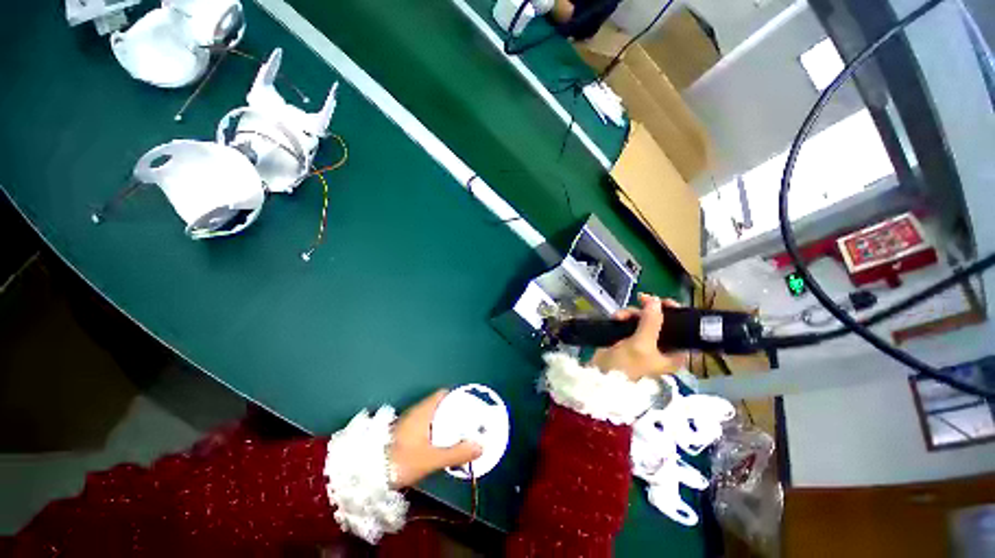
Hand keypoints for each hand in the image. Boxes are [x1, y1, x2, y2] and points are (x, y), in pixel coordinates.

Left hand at [389, 390, 482, 487]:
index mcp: (423, 411)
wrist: (363, 476)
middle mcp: (415, 413)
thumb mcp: (431, 459)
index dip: (458, 397)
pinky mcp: (401, 436)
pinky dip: (435, 434)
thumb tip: (481, 446)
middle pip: (440, 406)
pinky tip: (440, 447)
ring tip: (459, 437)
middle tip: (469, 425)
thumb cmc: (399, 461)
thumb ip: (456, 453)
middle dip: (455, 414)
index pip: (444, 394)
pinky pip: (425, 429)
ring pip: (432, 419)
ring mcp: (407, 424)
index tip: (471, 406)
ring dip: (445, 426)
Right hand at [589, 293, 688, 381]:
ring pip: (643, 319)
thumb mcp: (642, 343)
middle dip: (648, 311)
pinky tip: (616, 318)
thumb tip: (654, 300)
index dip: (675, 313)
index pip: (682, 328)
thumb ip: (651, 321)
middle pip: (660, 320)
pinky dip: (624, 317)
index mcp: (674, 353)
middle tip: (641, 299)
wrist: (601, 376)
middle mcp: (662, 347)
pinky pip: (630, 322)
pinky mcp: (628, 339)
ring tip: (620, 316)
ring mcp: (643, 342)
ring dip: (632, 313)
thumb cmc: (627, 365)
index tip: (664, 301)